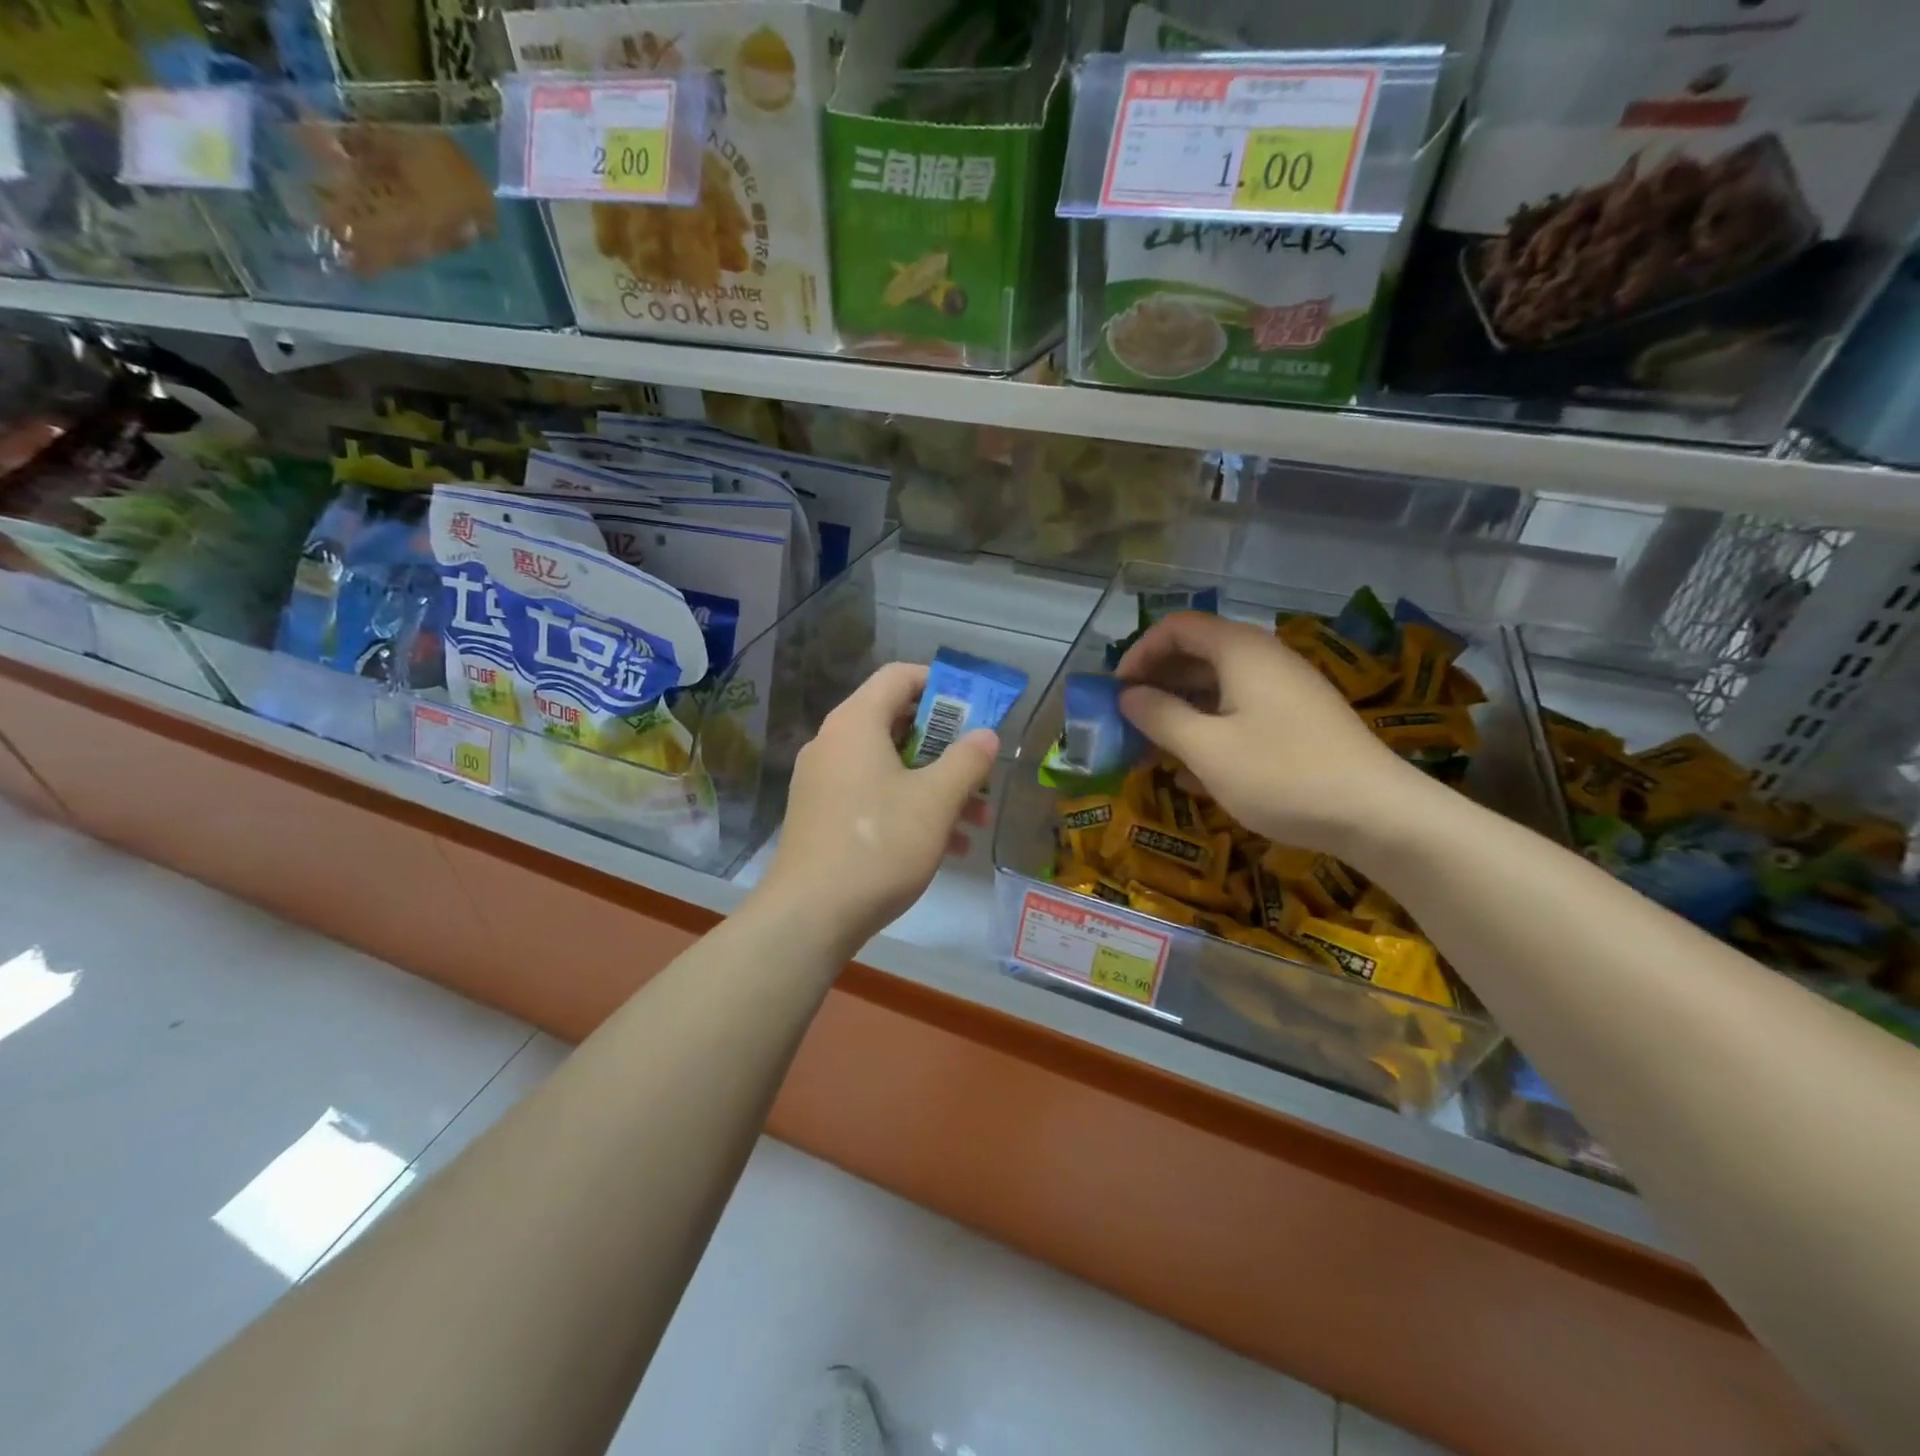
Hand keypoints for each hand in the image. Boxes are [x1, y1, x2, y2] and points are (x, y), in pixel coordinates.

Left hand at [756, 661, 997, 954]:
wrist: (809, 916)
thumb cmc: (878, 845)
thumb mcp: (935, 801)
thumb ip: (966, 761)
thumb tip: (986, 735)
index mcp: (855, 723)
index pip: (899, 676)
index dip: (940, 684)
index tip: (974, 708)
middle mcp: (833, 743)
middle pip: (895, 721)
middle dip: (945, 744)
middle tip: (979, 766)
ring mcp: (823, 780)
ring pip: (887, 764)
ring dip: (933, 782)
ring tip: (975, 817)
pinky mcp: (821, 815)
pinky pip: (871, 793)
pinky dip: (907, 806)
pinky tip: (945, 844)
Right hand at [1116, 612, 1430, 855]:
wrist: (1377, 814)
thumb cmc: (1282, 774)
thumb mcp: (1207, 749)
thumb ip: (1160, 717)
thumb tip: (1127, 696)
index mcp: (1240, 651)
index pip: (1177, 627)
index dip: (1140, 652)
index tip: (1118, 691)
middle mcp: (1263, 659)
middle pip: (1197, 654)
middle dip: (1157, 684)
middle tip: (1128, 721)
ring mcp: (1284, 690)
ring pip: (1217, 686)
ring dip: (1179, 711)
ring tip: (1152, 748)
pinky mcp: (1297, 720)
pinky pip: (1240, 710)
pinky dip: (1209, 728)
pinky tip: (1192, 769)